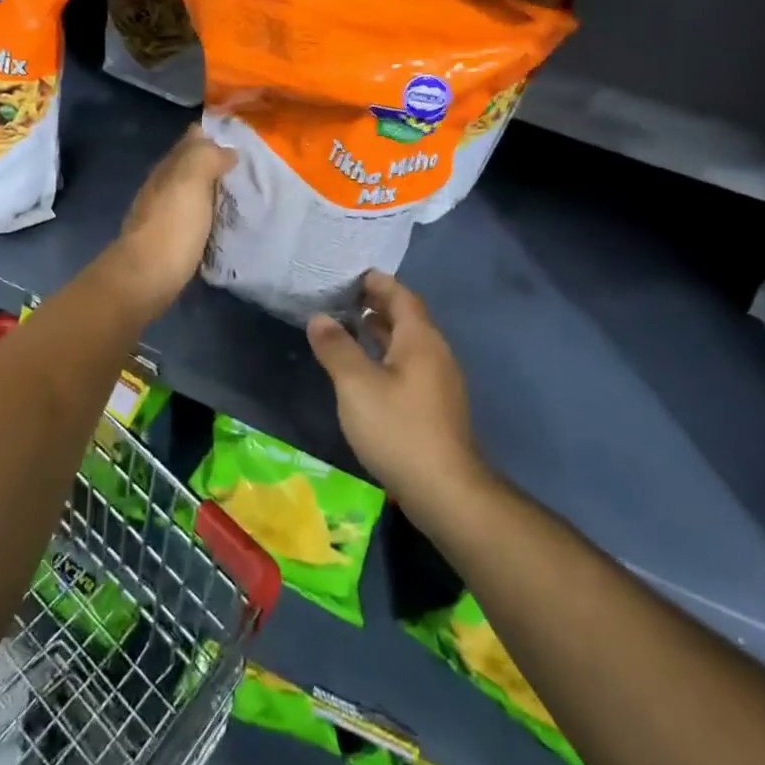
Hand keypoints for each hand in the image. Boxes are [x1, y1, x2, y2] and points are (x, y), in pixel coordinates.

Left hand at [112, 125, 235, 317]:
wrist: (145, 279)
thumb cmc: (172, 227)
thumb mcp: (190, 181)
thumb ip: (206, 157)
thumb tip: (226, 150)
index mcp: (168, 167)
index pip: (192, 139)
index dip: (216, 135)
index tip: (246, 140)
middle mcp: (164, 186)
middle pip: (193, 165)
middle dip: (218, 162)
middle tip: (254, 168)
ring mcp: (165, 214)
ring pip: (194, 192)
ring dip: (215, 190)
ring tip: (246, 194)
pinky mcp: (171, 240)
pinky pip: (196, 217)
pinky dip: (211, 214)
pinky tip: (227, 221)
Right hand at [307, 272, 488, 508]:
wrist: (445, 490)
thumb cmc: (398, 429)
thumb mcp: (356, 385)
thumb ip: (336, 348)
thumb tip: (319, 317)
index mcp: (420, 339)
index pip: (401, 296)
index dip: (378, 282)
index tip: (351, 274)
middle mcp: (435, 353)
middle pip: (407, 317)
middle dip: (377, 304)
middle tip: (343, 298)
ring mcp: (439, 381)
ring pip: (408, 343)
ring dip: (381, 331)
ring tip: (349, 327)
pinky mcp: (436, 406)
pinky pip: (409, 365)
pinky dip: (387, 355)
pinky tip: (367, 370)